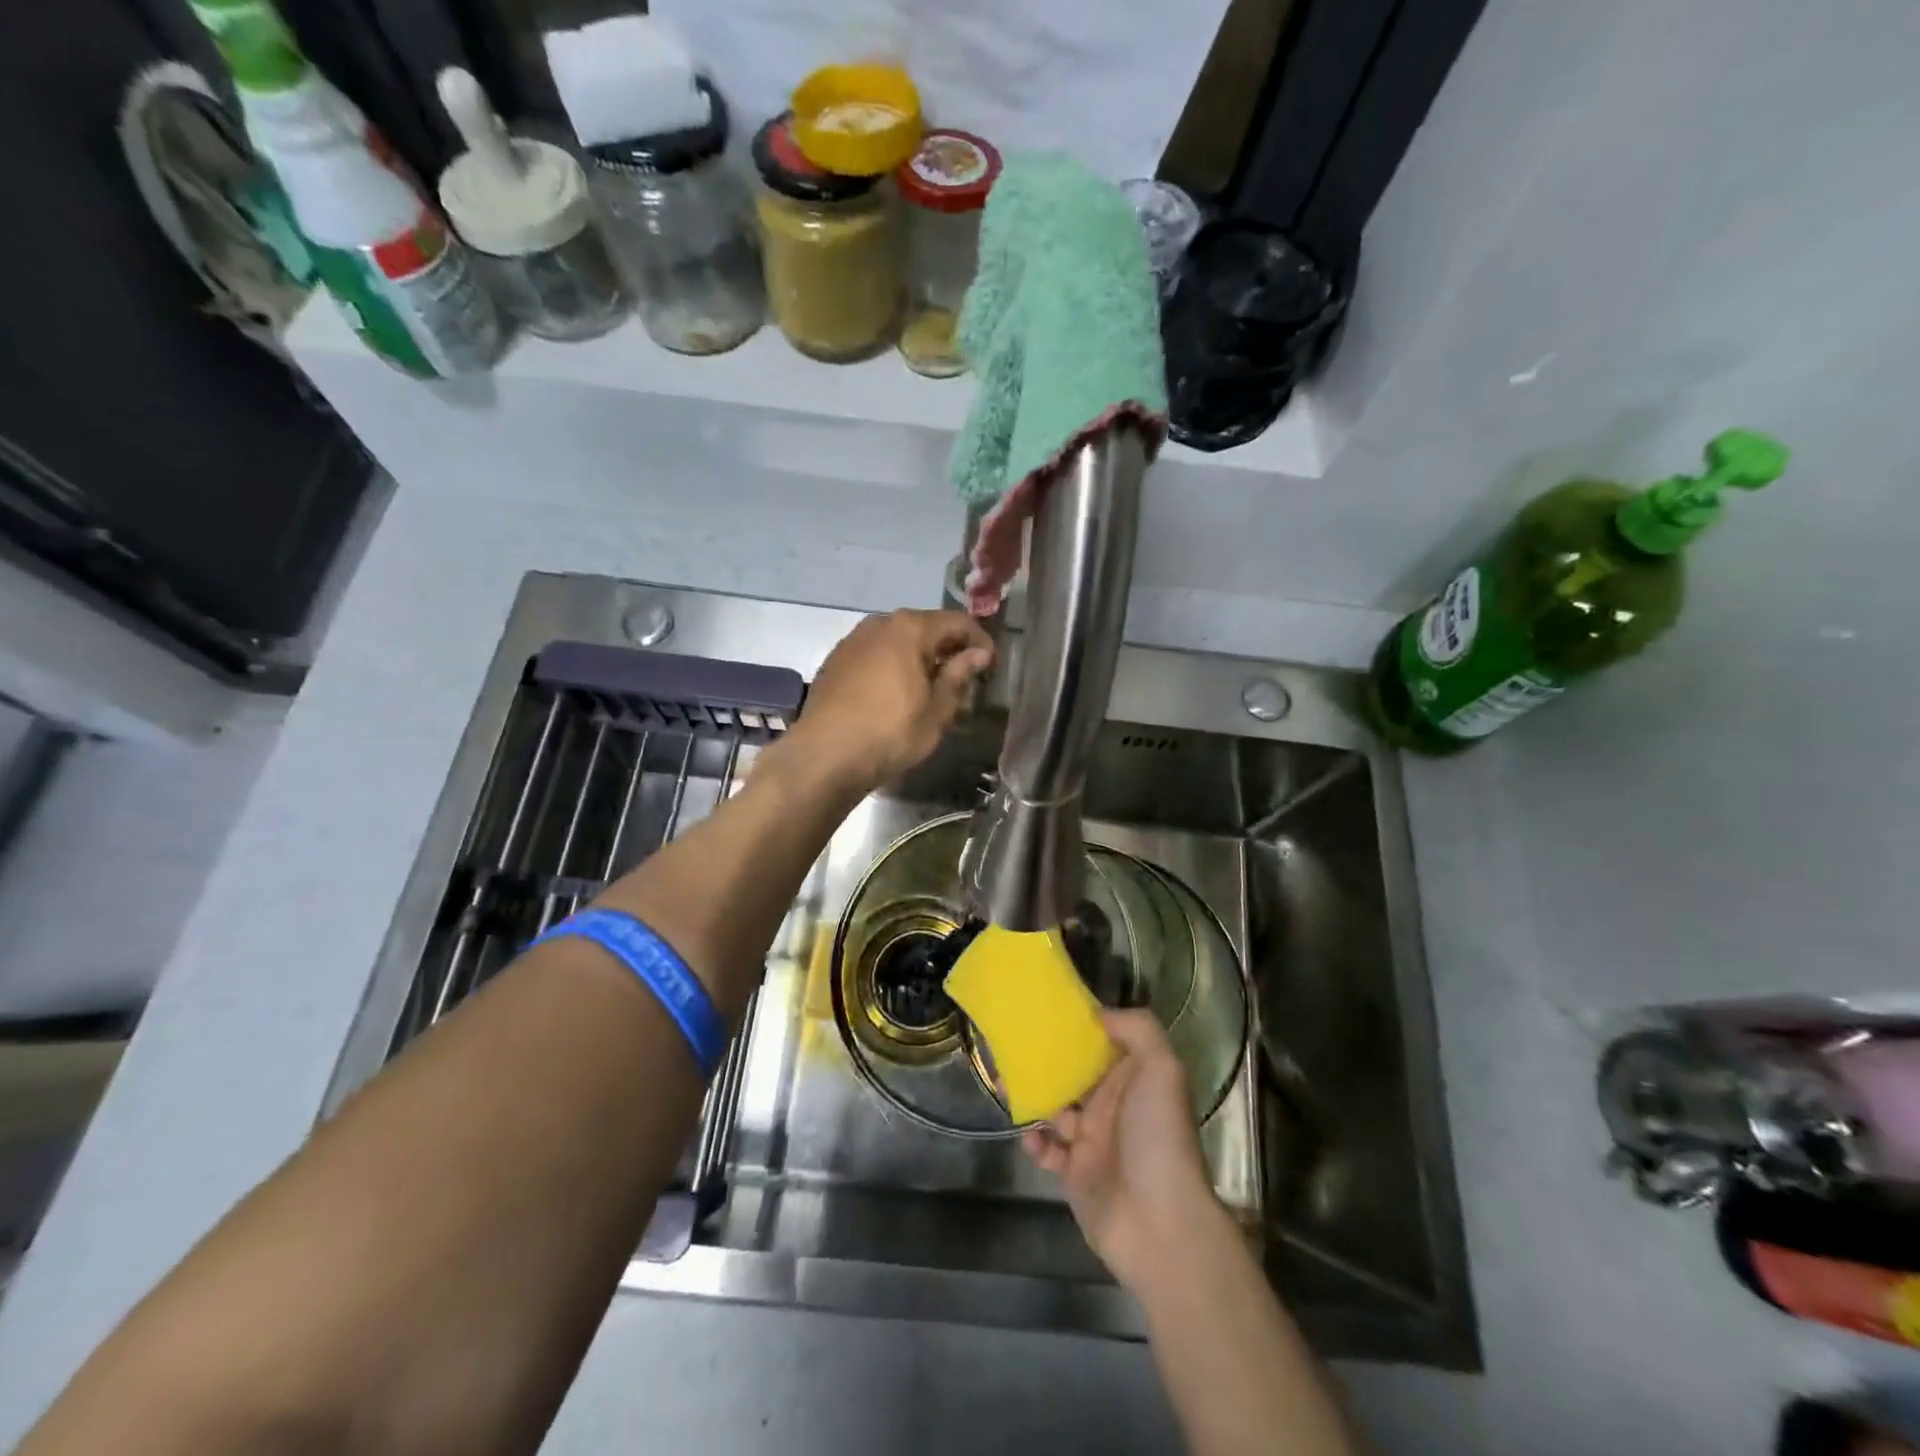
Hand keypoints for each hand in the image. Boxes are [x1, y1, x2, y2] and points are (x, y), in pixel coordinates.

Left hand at [783, 609, 992, 795]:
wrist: (824, 755)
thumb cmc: (890, 733)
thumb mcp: (937, 711)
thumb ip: (960, 676)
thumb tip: (978, 654)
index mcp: (909, 628)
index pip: (958, 622)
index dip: (980, 641)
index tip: (991, 666)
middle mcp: (879, 623)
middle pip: (925, 627)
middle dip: (948, 648)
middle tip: (964, 678)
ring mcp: (853, 640)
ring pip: (897, 640)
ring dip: (919, 657)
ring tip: (931, 688)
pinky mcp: (835, 661)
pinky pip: (875, 654)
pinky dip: (893, 665)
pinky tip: (896, 693)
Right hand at [1022, 1010, 1221, 1292]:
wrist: (1160, 1225)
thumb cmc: (1159, 1138)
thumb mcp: (1162, 1069)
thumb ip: (1137, 1030)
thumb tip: (1098, 1014)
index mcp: (1134, 1079)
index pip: (1104, 1043)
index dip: (1079, 1027)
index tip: (1046, 1009)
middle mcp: (1113, 1105)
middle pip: (1074, 1073)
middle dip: (1046, 1059)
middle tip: (1011, 1044)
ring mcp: (1093, 1141)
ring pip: (1054, 1108)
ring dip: (1032, 1095)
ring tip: (1003, 1082)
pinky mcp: (1075, 1174)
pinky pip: (1047, 1150)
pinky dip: (1034, 1141)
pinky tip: (1031, 1136)